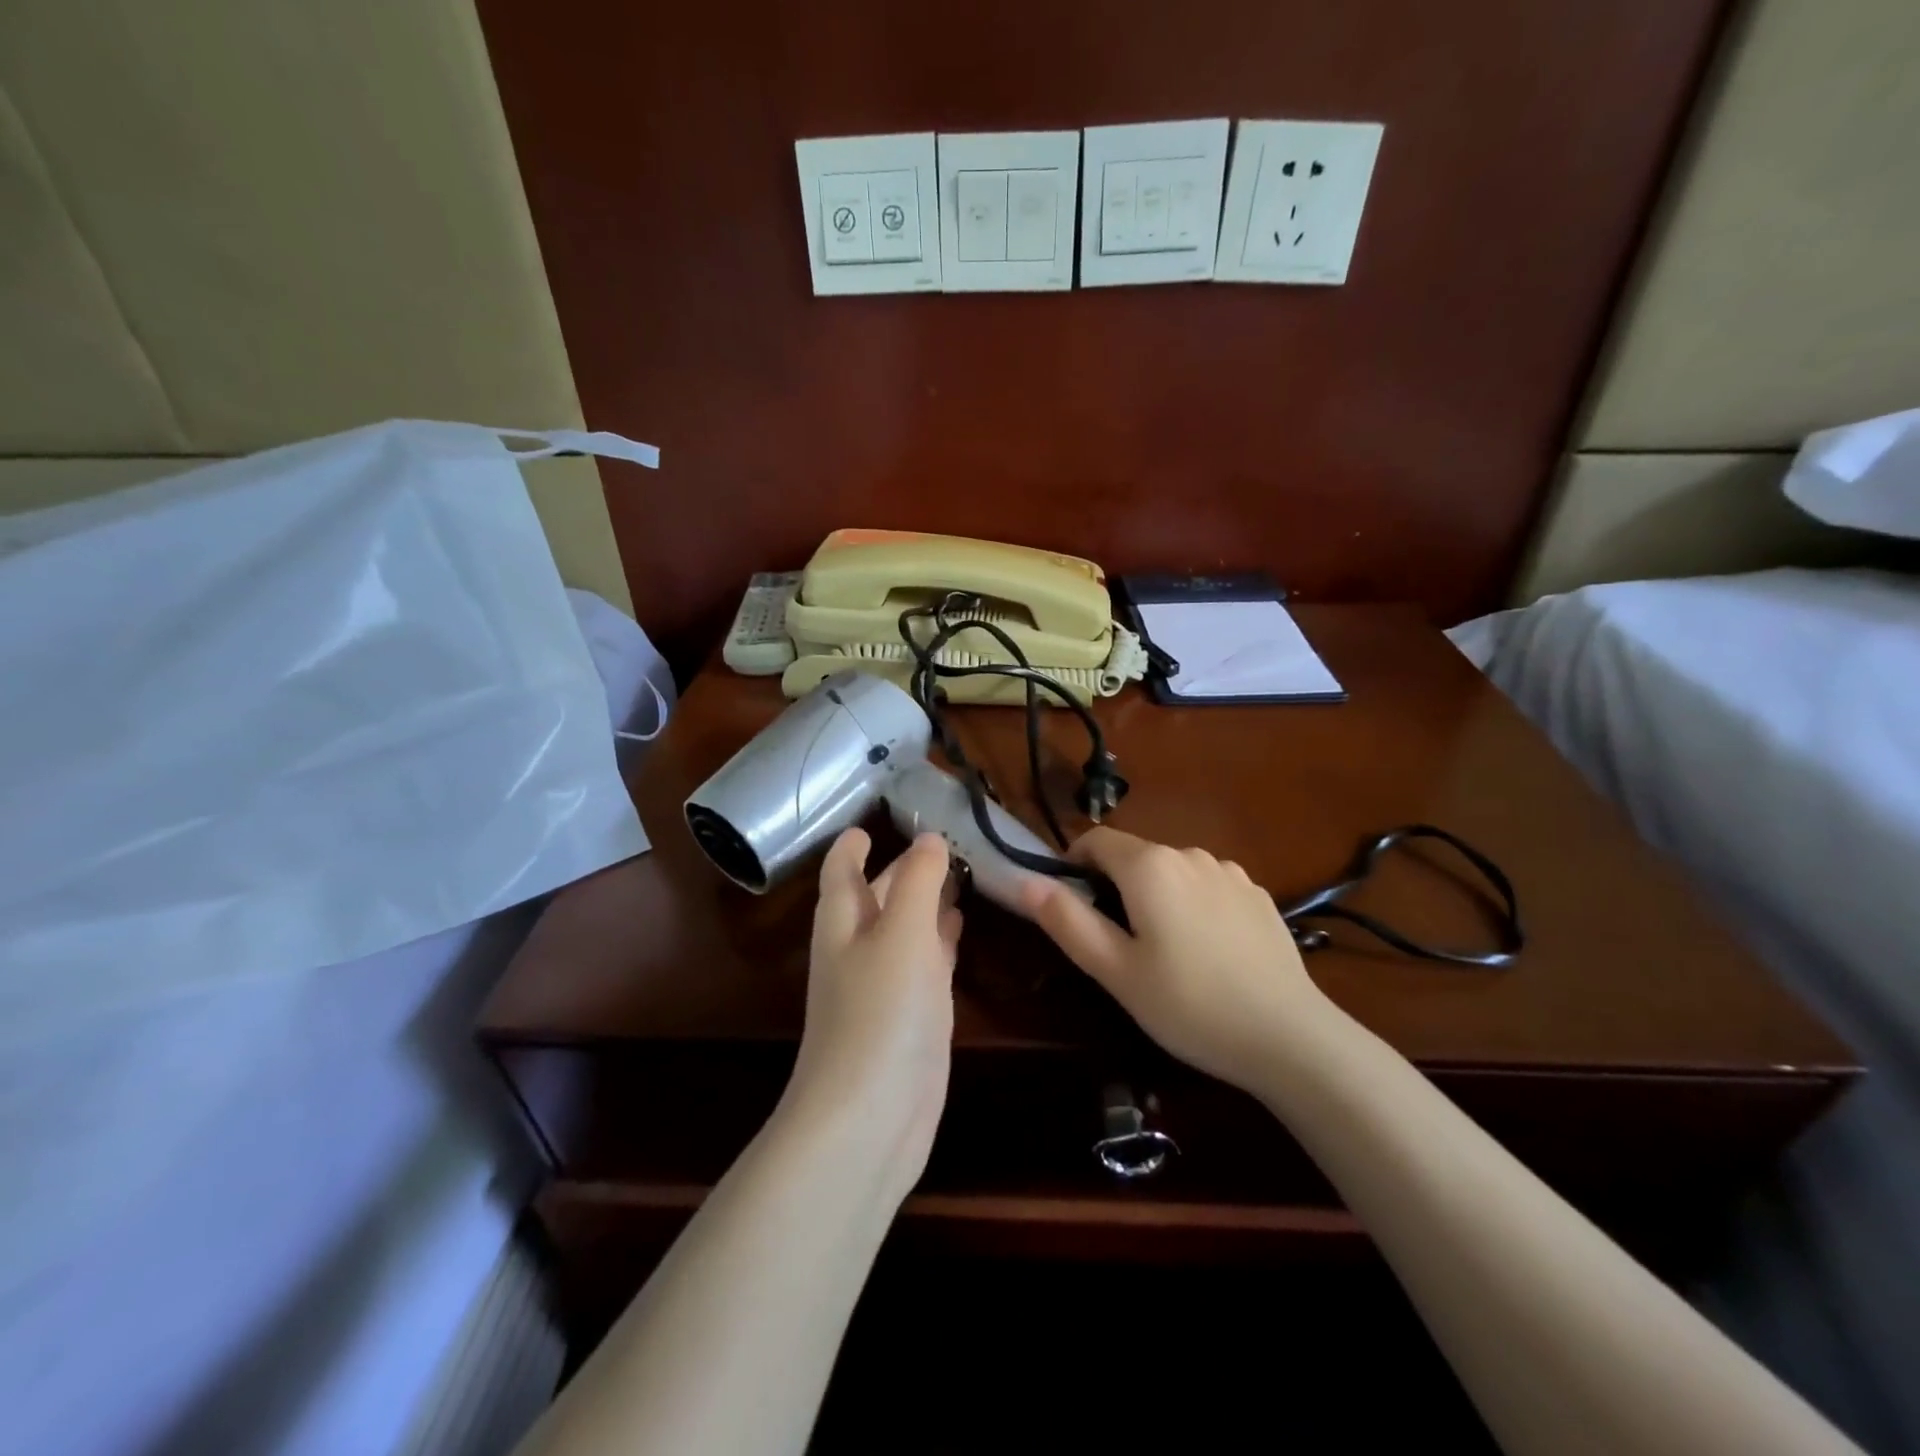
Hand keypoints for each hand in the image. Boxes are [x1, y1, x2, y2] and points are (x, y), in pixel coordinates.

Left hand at [784, 829, 962, 1196]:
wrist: (870, 1116)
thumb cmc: (881, 1010)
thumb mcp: (902, 931)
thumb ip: (918, 881)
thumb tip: (929, 838)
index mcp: (844, 920)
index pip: (843, 869)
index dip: (854, 843)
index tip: (875, 819)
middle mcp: (860, 947)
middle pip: (878, 895)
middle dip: (904, 868)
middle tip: (943, 837)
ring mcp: (886, 984)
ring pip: (906, 927)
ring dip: (927, 900)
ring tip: (960, 871)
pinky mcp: (912, 1016)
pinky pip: (926, 962)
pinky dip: (940, 938)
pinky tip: (961, 925)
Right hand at [1020, 828, 1330, 1092]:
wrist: (1290, 1037)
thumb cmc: (1189, 1005)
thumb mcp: (1116, 971)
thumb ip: (1068, 921)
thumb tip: (1027, 883)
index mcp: (1150, 866)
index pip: (1095, 841)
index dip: (1074, 866)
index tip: (1072, 907)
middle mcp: (1190, 854)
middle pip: (1135, 856)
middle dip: (1116, 886)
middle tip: (1118, 944)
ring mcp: (1230, 872)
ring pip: (1173, 872)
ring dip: (1157, 896)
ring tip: (1165, 953)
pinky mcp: (1258, 895)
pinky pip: (1208, 887)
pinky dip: (1194, 905)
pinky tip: (1209, 953)